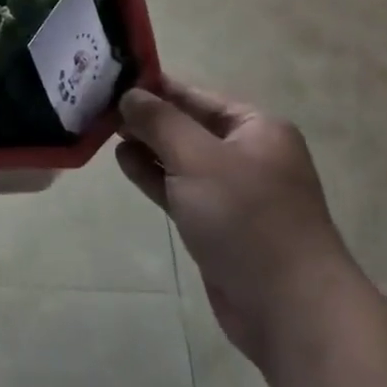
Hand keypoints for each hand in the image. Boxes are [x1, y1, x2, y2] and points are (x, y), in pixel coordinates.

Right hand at [116, 80, 357, 360]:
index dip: (154, 87)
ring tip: (104, 132)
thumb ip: (160, 122)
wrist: (288, 306)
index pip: (195, 95)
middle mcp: (247, 153)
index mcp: (256, 127)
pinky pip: (180, 189)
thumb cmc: (245, 218)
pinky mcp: (217, 224)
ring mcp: (232, 191)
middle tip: (98, 107)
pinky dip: (154, 175)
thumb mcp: (197, 158)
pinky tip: (124, 162)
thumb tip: (130, 94)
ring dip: (146, 146)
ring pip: (180, 158)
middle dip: (146, 118)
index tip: (110, 80)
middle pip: (187, 125)